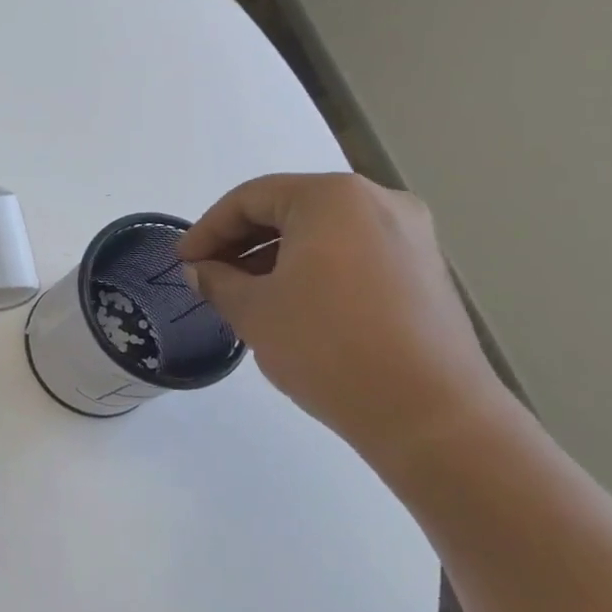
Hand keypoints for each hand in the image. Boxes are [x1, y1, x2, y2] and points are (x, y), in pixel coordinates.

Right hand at [177, 173, 517, 464]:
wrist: (428, 413)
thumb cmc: (327, 346)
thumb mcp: (253, 309)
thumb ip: (216, 280)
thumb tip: (200, 270)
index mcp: (332, 197)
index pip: (250, 198)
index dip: (207, 229)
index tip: (182, 263)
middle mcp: (378, 201)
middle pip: (289, 208)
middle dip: (241, 241)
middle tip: (207, 276)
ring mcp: (410, 235)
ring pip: (322, 232)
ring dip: (274, 256)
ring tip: (244, 294)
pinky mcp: (424, 270)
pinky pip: (352, 253)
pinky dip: (312, 268)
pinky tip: (290, 304)